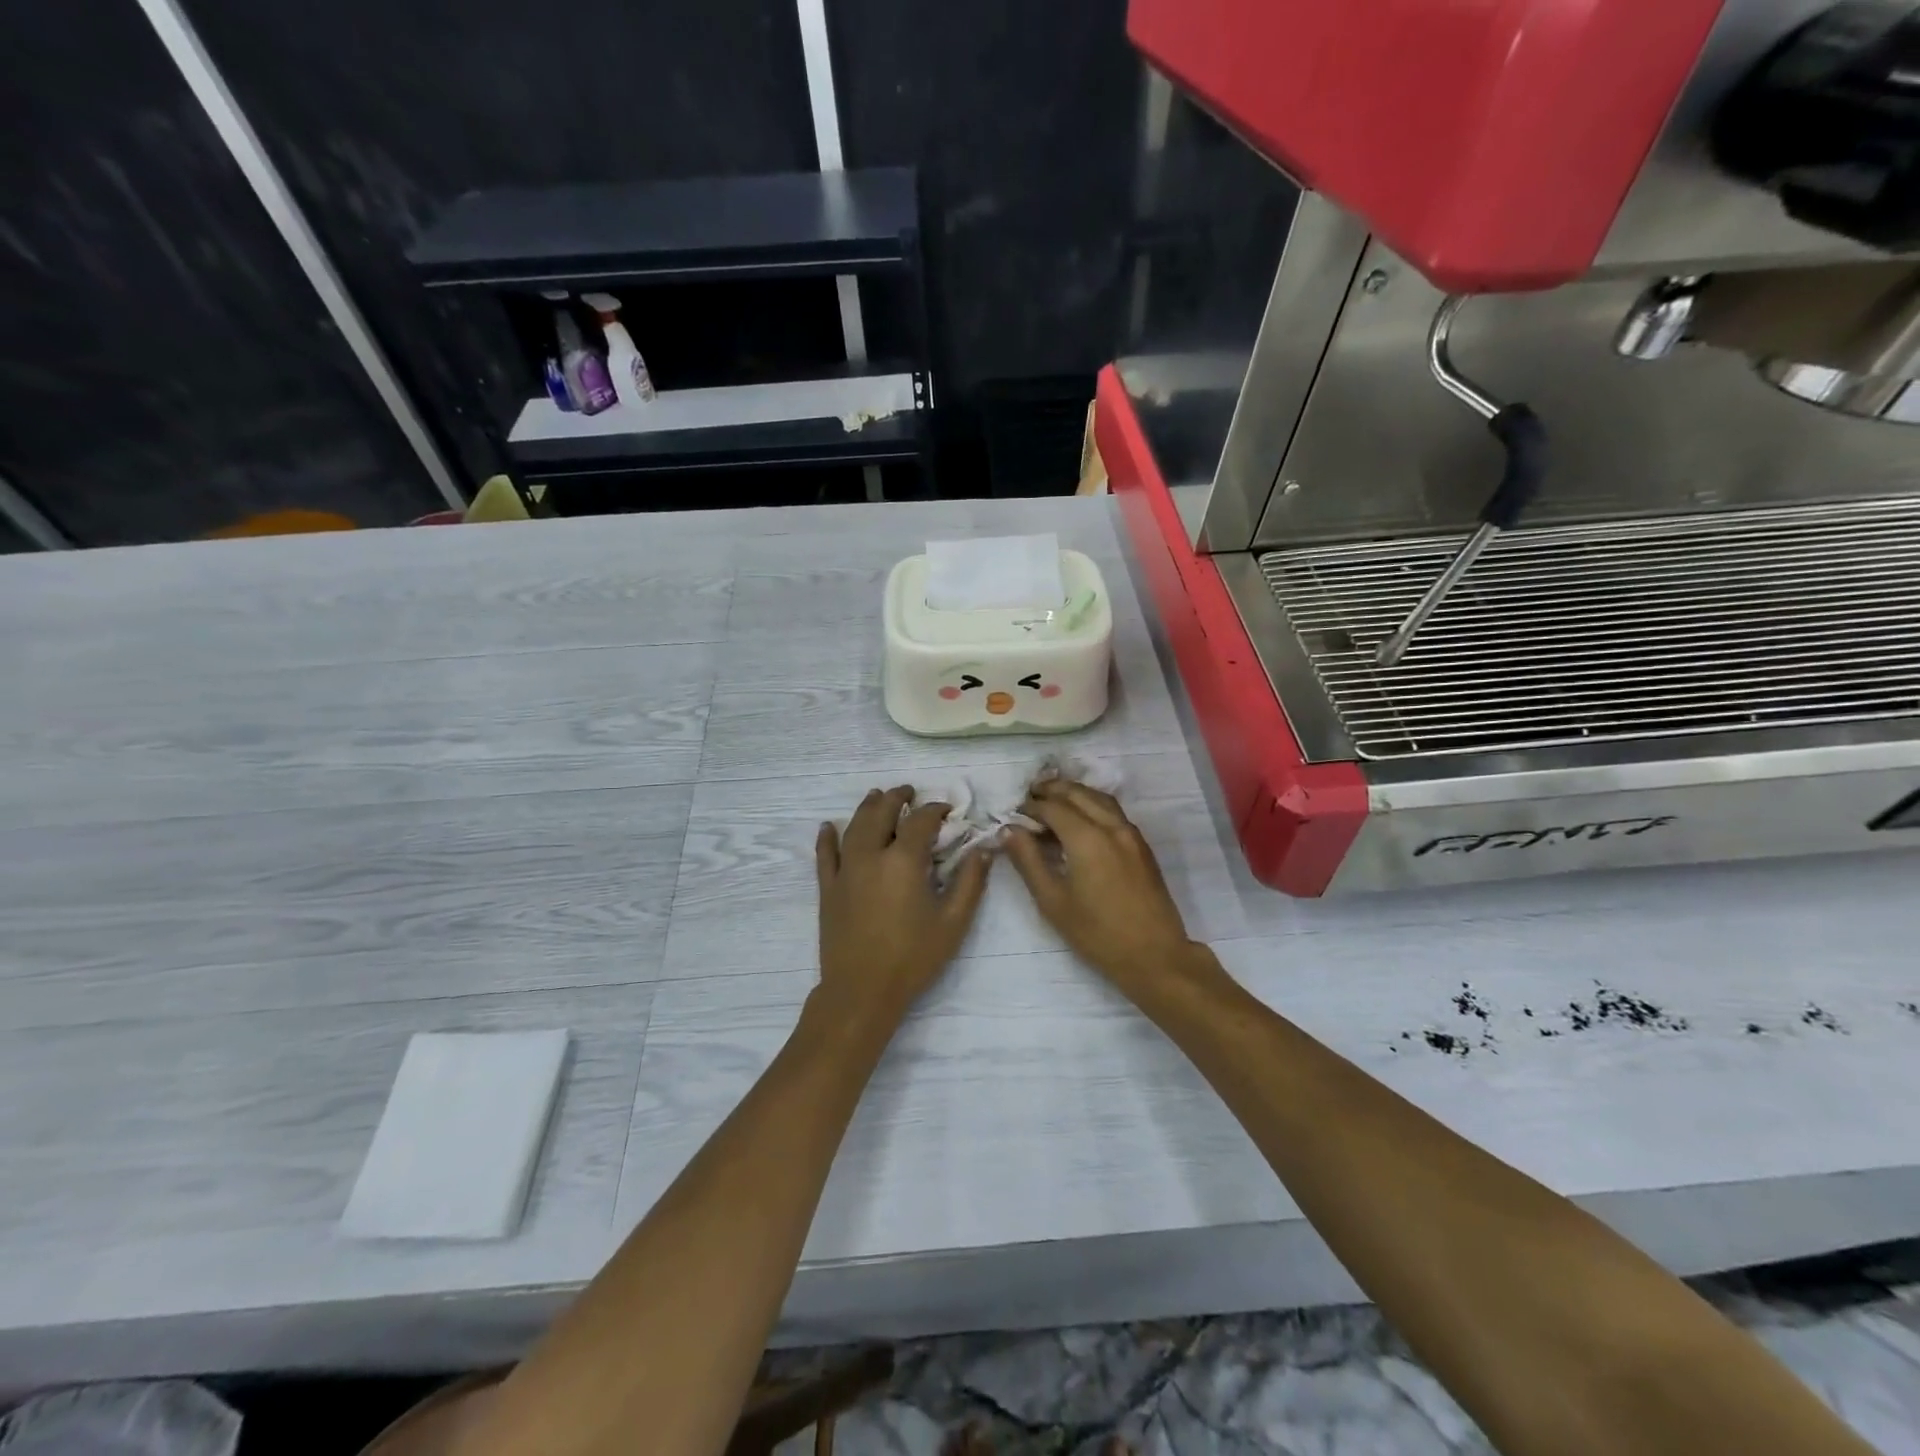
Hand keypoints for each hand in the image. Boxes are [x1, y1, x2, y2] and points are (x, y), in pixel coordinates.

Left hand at [813, 786, 990, 1030]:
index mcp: (903, 860)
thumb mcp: (953, 922)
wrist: (862, 990)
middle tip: (909, 792)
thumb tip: (983, 849)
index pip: (920, 820)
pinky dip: (826, 838)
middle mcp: (871, 855)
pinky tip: (827, 827)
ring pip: (854, 827)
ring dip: (867, 807)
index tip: (947, 810)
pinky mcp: (828, 889)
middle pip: (881, 813)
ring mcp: (845, 871)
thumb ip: (970, 881)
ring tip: (876, 796)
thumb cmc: (913, 957)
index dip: (935, 809)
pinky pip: (825, 855)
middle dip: (897, 798)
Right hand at [1004, 777, 1199, 988]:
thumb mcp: (1053, 901)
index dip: (1030, 806)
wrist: (1154, 955)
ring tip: (1053, 800)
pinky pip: (1114, 811)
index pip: (1053, 807)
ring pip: (1099, 798)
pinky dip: (1093, 804)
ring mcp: (1131, 833)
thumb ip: (1028, 861)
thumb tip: (1009, 831)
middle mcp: (1111, 826)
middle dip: (1051, 790)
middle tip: (1029, 796)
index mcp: (1087, 838)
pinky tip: (1082, 819)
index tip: (1014, 813)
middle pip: (1077, 793)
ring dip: (1074, 793)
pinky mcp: (1142, 845)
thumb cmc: (1097, 933)